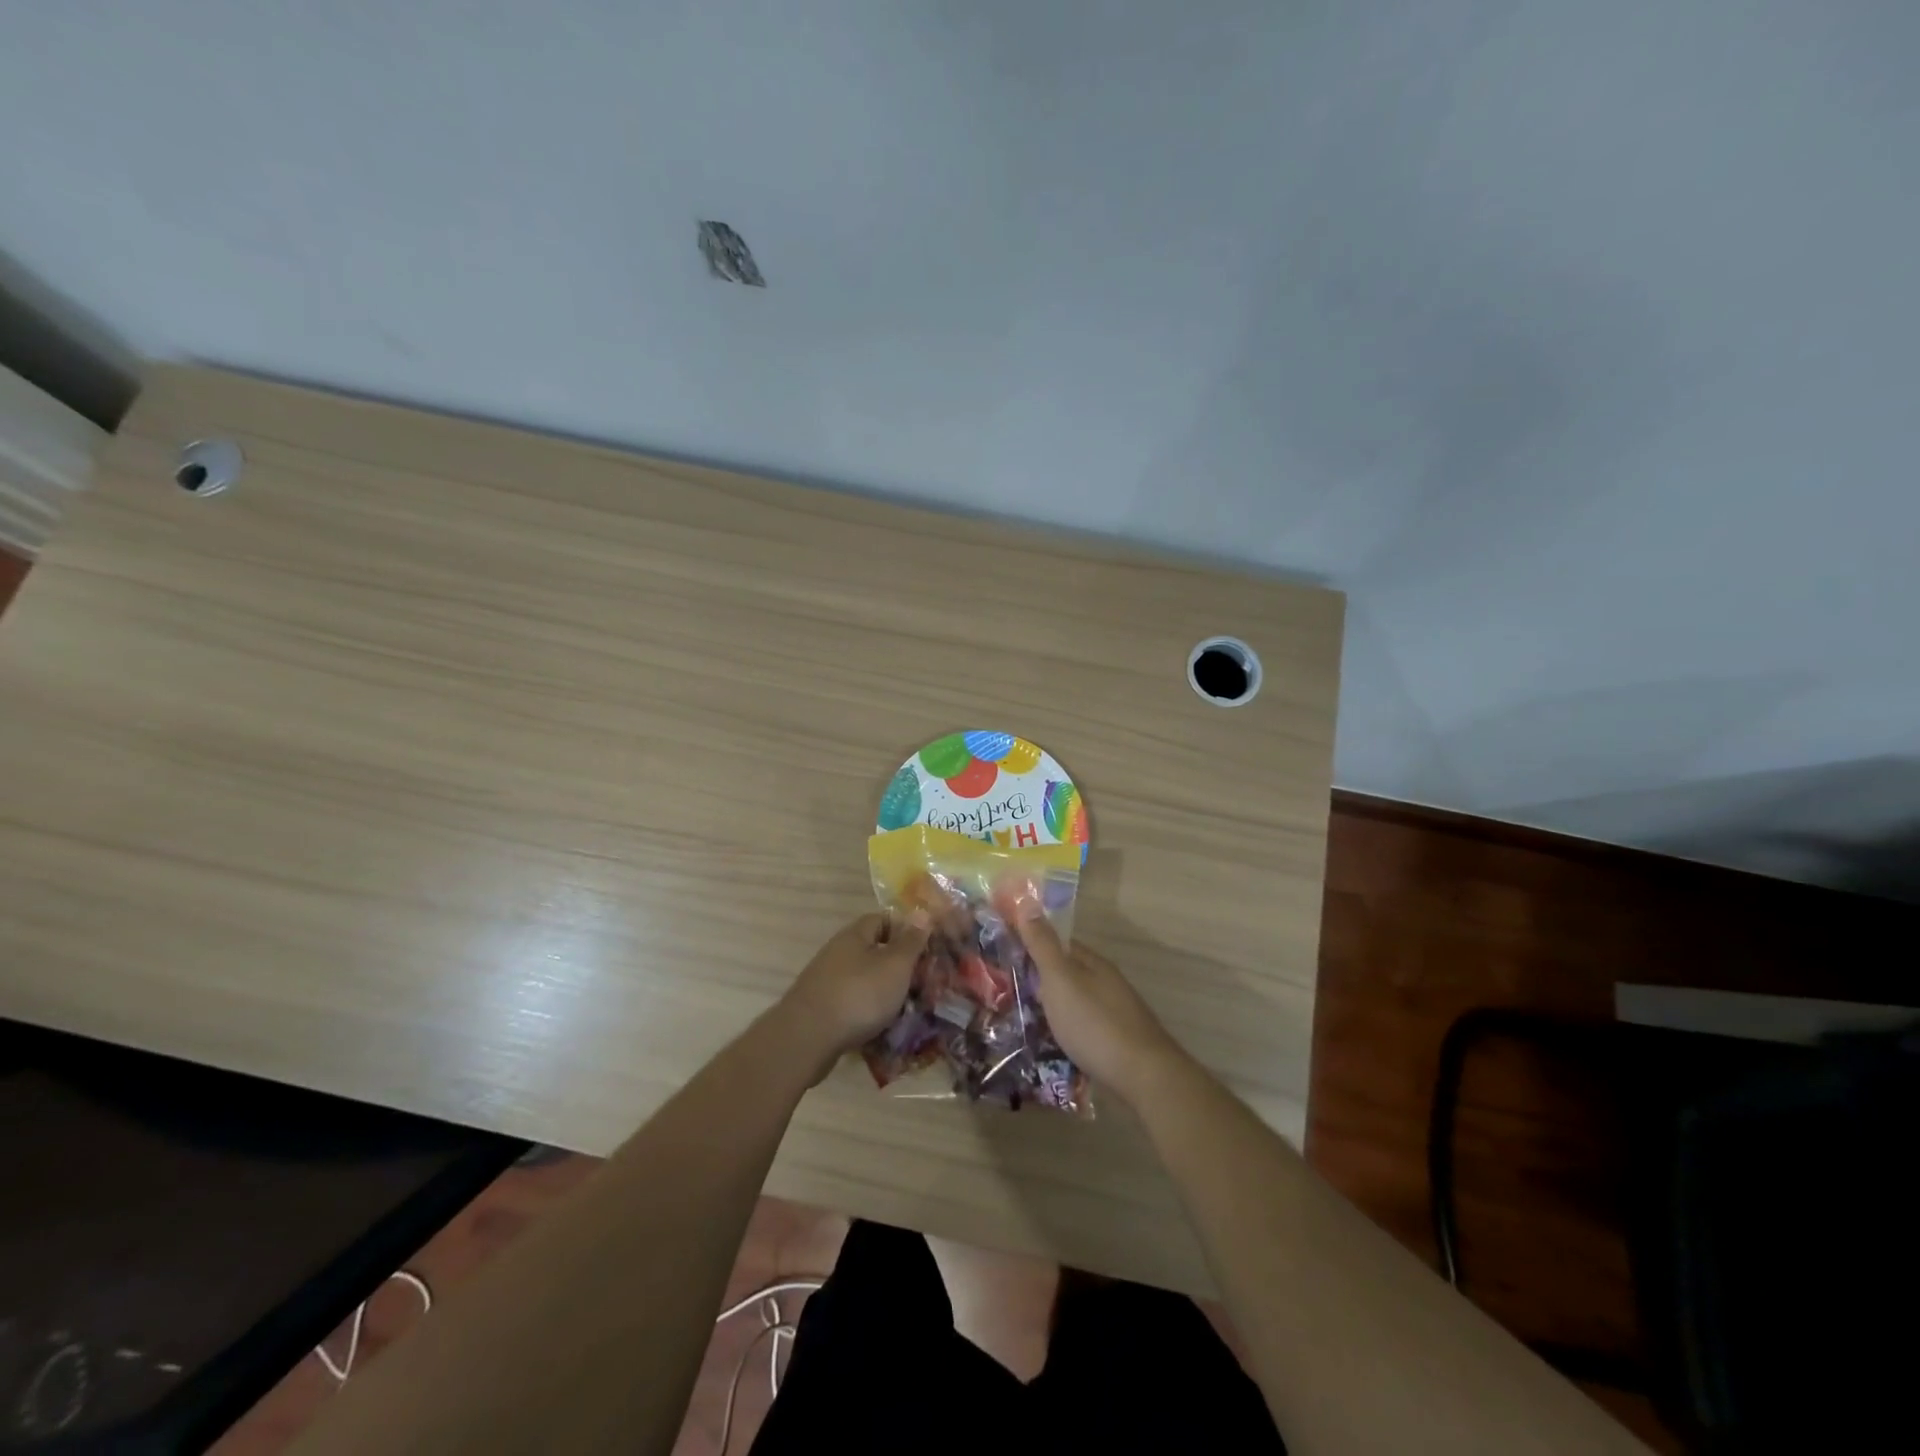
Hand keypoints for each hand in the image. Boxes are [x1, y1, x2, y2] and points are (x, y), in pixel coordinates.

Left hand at [782, 911, 931, 1060]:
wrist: (807, 1039)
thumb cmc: (859, 994)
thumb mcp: (895, 965)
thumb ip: (911, 941)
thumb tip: (922, 912)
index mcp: (855, 935)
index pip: (883, 919)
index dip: (905, 931)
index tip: (925, 950)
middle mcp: (838, 952)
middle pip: (873, 951)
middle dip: (898, 967)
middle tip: (921, 984)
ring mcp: (826, 981)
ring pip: (864, 980)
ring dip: (884, 993)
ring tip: (907, 1011)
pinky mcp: (820, 1008)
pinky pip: (852, 1004)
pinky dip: (867, 1013)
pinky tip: (881, 1030)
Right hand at [1014, 914, 1186, 1106]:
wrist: (1143, 1077)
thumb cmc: (1095, 1023)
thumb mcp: (1061, 980)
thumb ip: (1042, 945)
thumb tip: (1027, 902)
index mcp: (1092, 964)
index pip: (1057, 943)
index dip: (1030, 944)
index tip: (1001, 952)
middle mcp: (1106, 983)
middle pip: (1066, 973)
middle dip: (1038, 979)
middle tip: (1003, 990)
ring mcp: (1114, 1013)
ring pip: (1074, 1002)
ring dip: (1051, 1006)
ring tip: (1019, 1019)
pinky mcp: (1116, 1043)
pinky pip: (1082, 1027)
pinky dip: (1064, 1029)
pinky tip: (1050, 1044)